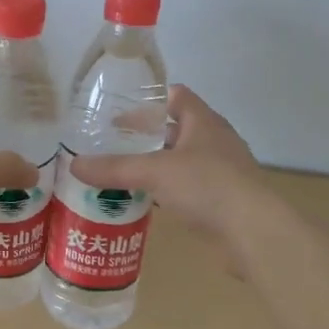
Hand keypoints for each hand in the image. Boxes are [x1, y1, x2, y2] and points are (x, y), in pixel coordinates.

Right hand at [70, 86, 272, 261]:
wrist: (254, 232)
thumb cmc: (208, 186)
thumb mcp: (155, 172)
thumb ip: (116, 168)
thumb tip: (74, 164)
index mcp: (204, 122)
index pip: (177, 96)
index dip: (150, 99)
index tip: (120, 109)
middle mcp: (215, 142)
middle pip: (176, 129)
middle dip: (146, 135)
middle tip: (112, 143)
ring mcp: (221, 172)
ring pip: (181, 161)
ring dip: (156, 166)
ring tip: (122, 172)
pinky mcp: (222, 201)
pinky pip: (188, 188)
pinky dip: (167, 191)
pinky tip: (146, 202)